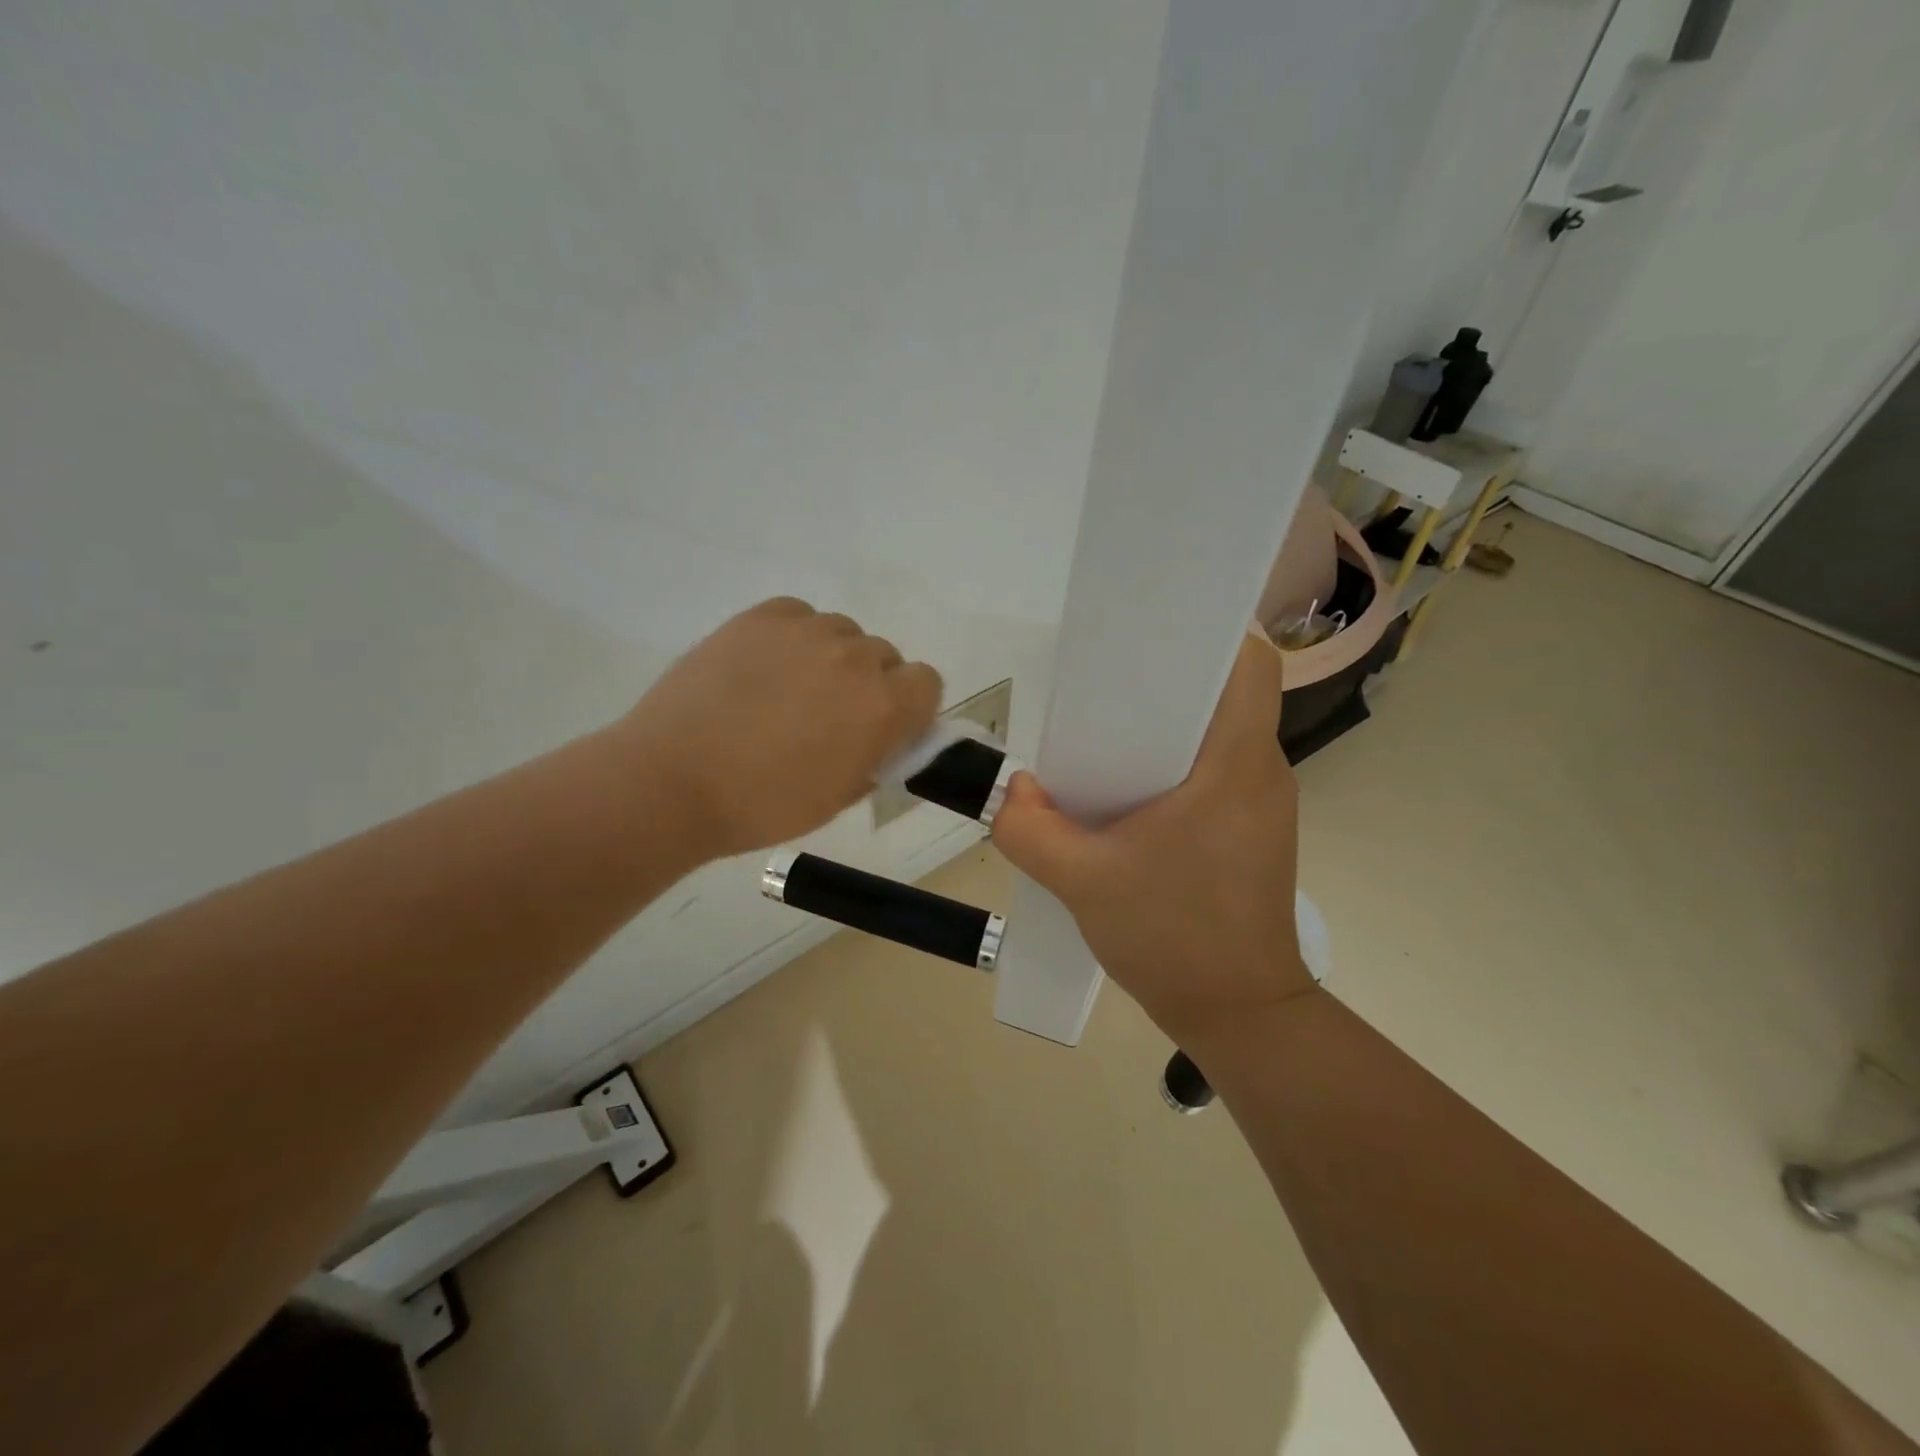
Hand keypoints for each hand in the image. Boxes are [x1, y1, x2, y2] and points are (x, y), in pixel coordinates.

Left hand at [616, 598, 942, 858]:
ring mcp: (806, 631)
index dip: (910, 706)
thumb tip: (883, 737)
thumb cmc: (763, 805)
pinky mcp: (761, 617)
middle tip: (829, 715)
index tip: (885, 727)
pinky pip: (799, 615)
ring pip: (841, 633)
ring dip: (831, 658)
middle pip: (884, 656)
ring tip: (789, 689)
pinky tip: (764, 666)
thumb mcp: (839, 796)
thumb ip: (876, 757)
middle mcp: (855, 658)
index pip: (927, 682)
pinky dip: (793, 637)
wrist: (673, 781)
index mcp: (883, 706)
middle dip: (869, 684)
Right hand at [991, 630, 1316, 1043]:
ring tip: (1109, 733)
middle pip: (1226, 694)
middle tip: (1107, 684)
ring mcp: (1263, 803)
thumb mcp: (1082, 882)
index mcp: (1234, 765)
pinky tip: (1130, 788)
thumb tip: (1013, 791)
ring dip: (1170, 725)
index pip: (1250, 666)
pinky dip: (1177, 763)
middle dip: (1168, 679)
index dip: (1209, 636)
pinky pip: (1218, 769)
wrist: (1239, 1014)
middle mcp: (1261, 771)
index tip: (1154, 635)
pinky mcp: (1254, 830)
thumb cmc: (1174, 939)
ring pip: (1221, 733)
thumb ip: (1030, 829)